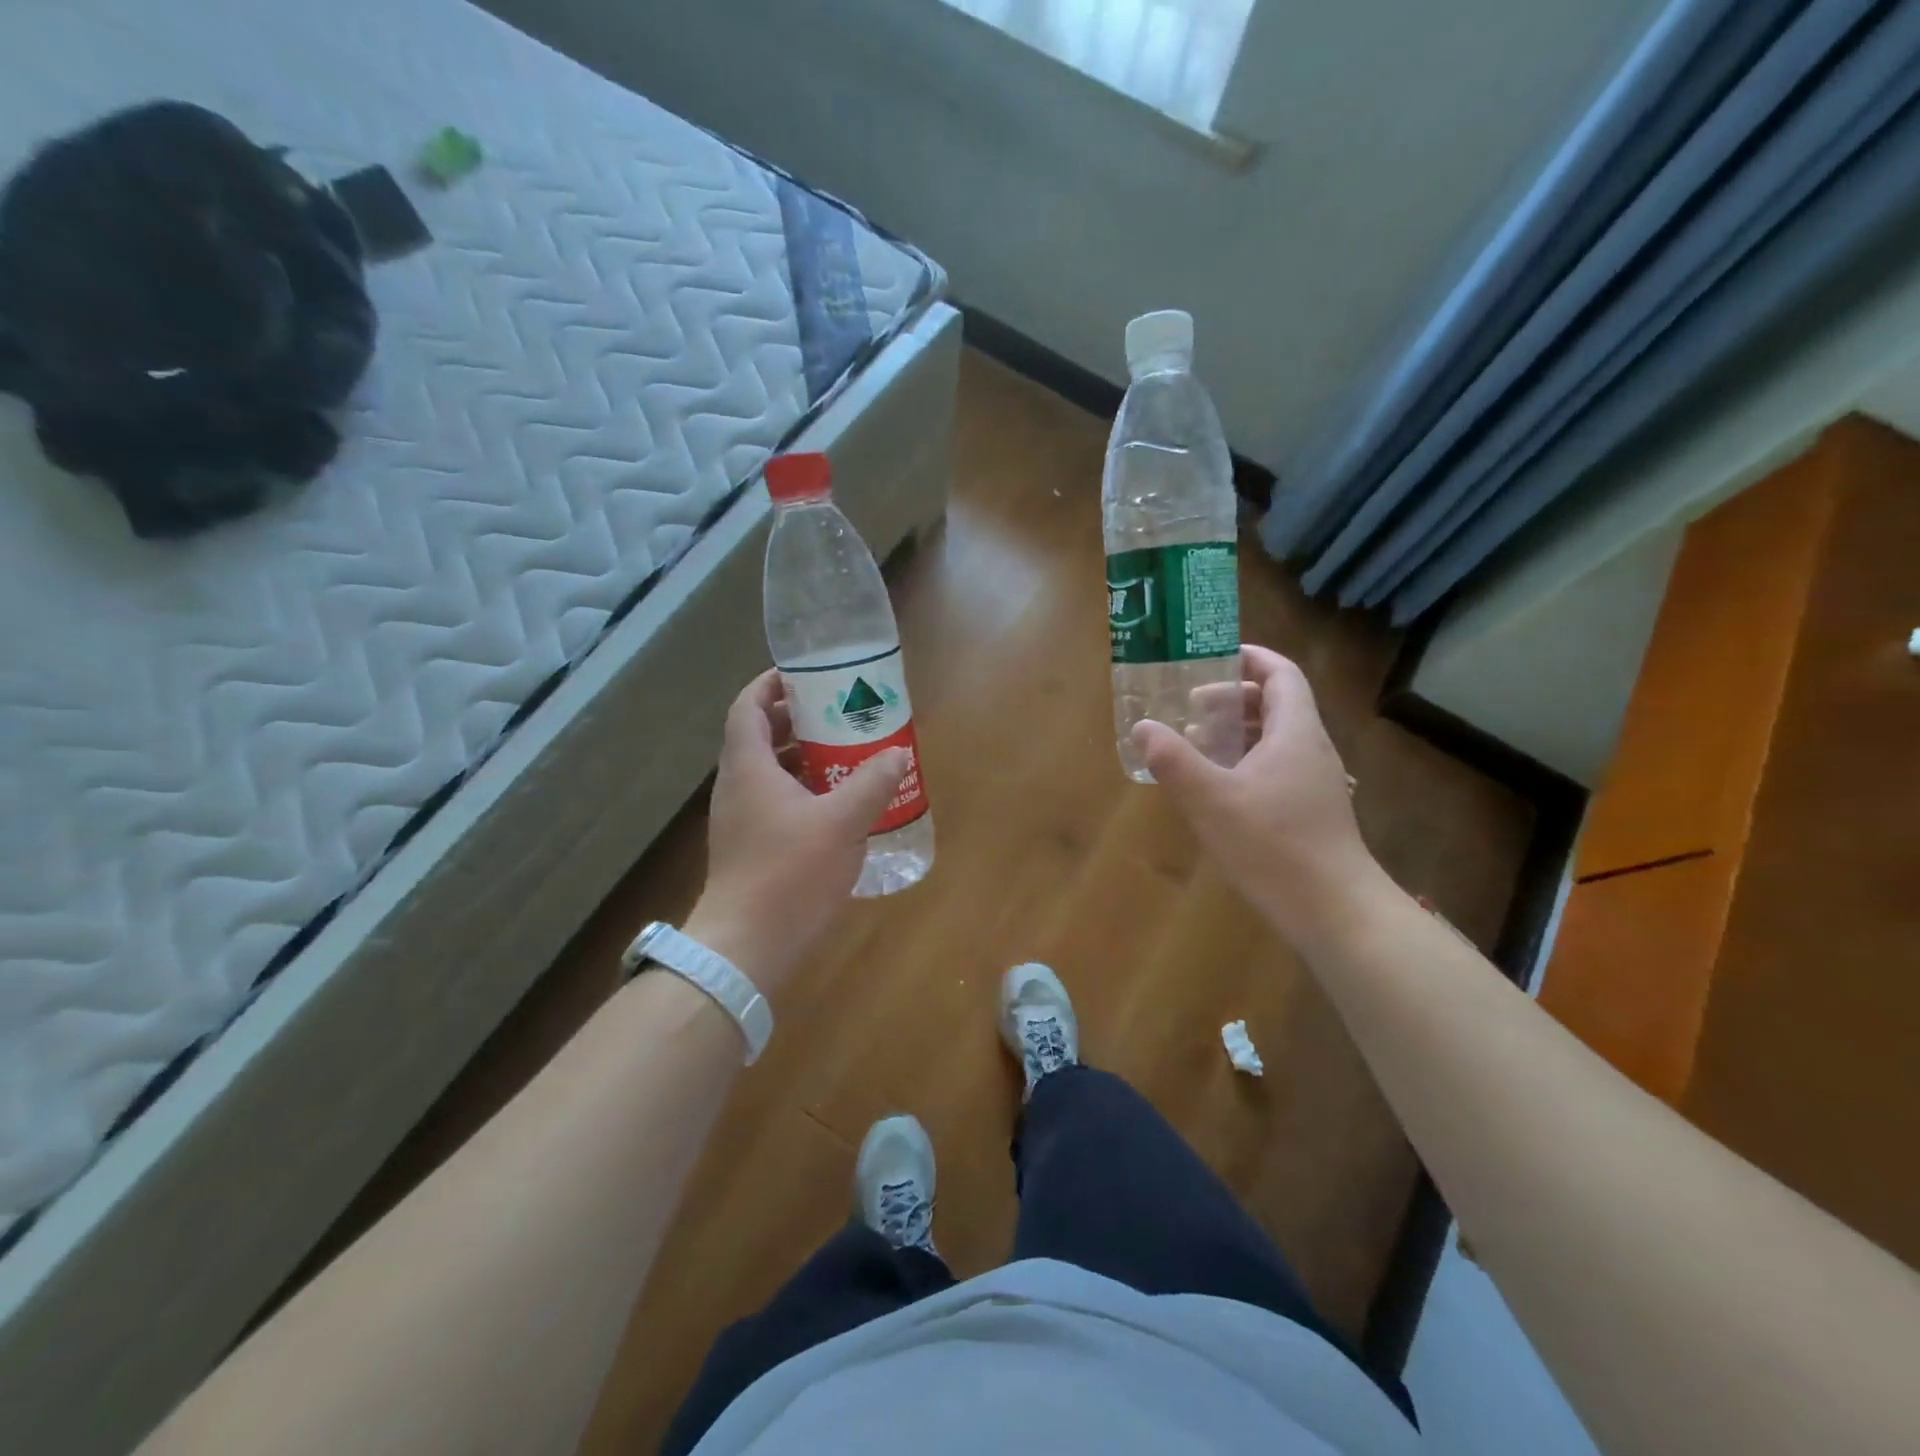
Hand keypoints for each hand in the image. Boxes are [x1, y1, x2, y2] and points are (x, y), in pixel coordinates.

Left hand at [683, 670, 908, 994]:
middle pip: (759, 735)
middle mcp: (737, 787)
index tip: (805, 674)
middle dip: (796, 718)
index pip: (746, 706)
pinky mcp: (750, 846)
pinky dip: (802, 789)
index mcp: (748, 768)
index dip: (770, 683)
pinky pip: (775, 800)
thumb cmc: (789, 874)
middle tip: (838, 711)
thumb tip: (897, 755)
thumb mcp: (842, 824)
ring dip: (802, 756)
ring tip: (844, 752)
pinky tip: (836, 804)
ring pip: (769, 771)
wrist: (747, 947)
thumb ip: (872, 784)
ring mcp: (740, 819)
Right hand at [1133, 645, 1378, 944]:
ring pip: (1277, 737)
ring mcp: (1316, 781)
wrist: (1334, 910)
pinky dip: (1246, 760)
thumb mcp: (1210, 800)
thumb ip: (1173, 760)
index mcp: (1296, 732)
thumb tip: (1143, 727)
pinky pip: (1278, 766)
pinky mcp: (1312, 810)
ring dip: (1239, 730)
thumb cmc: (1273, 846)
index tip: (1213, 656)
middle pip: (1278, 703)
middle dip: (1234, 696)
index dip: (1250, 658)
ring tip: (1198, 742)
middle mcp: (1311, 749)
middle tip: (1192, 705)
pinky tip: (1219, 786)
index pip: (1282, 674)